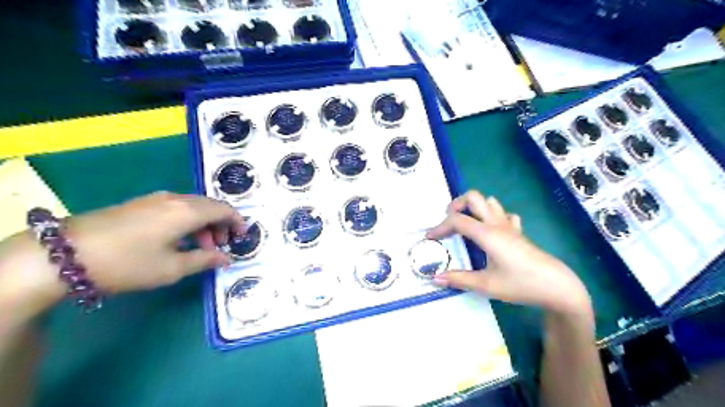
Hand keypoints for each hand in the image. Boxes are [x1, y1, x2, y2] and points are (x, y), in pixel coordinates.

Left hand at [62, 193, 242, 293]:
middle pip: (210, 206)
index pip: (224, 209)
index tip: (243, 238)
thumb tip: (226, 259)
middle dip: (221, 225)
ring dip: (204, 224)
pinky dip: (188, 221)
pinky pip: (176, 208)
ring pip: (193, 206)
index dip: (237, 222)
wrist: (63, 254)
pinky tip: (178, 240)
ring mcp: (156, 199)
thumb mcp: (171, 268)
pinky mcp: (141, 204)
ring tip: (200, 247)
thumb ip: (204, 260)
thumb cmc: (128, 262)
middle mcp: (175, 199)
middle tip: (221, 247)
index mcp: (187, 211)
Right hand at [427, 189, 590, 315]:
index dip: (439, 227)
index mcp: (487, 234)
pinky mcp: (519, 232)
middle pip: (473, 197)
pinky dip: (493, 217)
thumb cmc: (520, 284)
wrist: (557, 287)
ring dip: (474, 208)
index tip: (429, 238)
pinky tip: (491, 232)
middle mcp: (497, 224)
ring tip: (466, 225)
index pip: (457, 220)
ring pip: (490, 202)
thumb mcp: (486, 285)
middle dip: (456, 205)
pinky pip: (504, 215)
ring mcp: (509, 226)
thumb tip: (435, 278)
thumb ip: (459, 279)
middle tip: (449, 223)